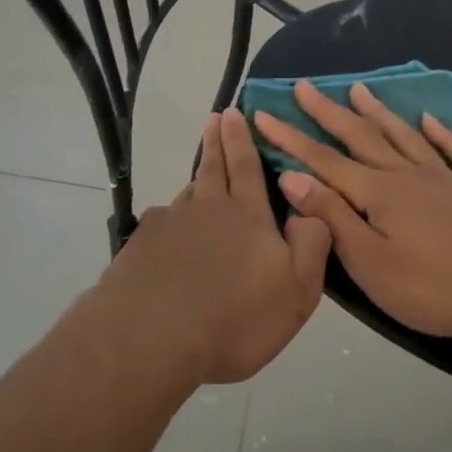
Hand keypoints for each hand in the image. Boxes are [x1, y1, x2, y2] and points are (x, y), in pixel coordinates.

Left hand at [95, 108, 331, 384]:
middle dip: (216, 141)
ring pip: (187, 195)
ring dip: (196, 180)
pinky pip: (161, 225)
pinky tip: (169, 236)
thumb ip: (312, 244)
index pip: (246, 165)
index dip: (241, 138)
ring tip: (202, 176)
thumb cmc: (236, 318)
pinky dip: (170, 222)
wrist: (151, 339)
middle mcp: (206, 209)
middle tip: (214, 117)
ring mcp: (169, 226)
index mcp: (248, 215)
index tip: (233, 112)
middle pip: (212, 168)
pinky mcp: (140, 248)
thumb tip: (310, 209)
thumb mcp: (297, 290)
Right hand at [252, 81, 451, 346]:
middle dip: (328, 113)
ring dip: (379, 112)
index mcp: (379, 193)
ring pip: (404, 137)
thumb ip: (333, 218)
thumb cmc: (435, 288)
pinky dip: (442, 133)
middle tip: (304, 87)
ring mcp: (446, 179)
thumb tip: (293, 178)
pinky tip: (431, 119)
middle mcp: (408, 175)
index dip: (290, 138)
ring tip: (358, 89)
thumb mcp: (371, 263)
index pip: (323, 160)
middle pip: (361, 137)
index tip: (263, 113)